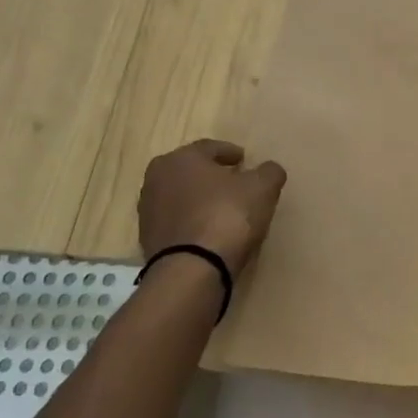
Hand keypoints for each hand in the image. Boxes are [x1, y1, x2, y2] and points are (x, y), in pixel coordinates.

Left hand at [138, 140, 286, 276]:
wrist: (192, 269)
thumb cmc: (227, 215)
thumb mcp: (262, 188)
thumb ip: (269, 172)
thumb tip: (268, 170)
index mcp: (180, 158)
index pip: (209, 148)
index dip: (230, 152)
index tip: (245, 160)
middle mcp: (156, 178)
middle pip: (191, 171)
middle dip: (211, 175)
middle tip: (234, 182)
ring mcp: (148, 211)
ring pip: (181, 197)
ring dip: (200, 200)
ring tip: (223, 210)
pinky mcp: (148, 240)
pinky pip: (177, 222)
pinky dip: (192, 222)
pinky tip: (210, 232)